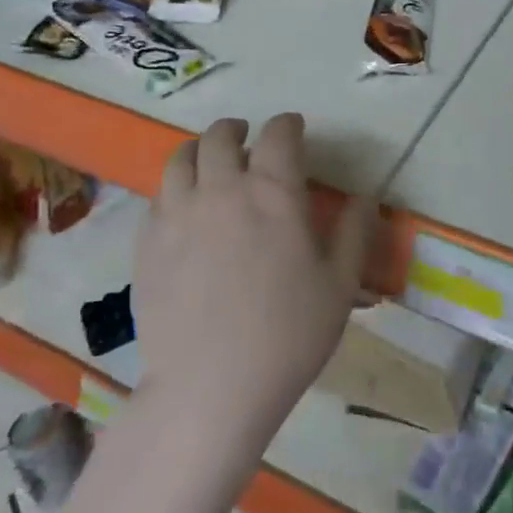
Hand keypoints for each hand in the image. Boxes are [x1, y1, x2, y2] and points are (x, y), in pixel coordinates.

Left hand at [134, 114, 370, 448]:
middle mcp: (222, 188)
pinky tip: (184, 208)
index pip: (279, 134)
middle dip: (238, 130)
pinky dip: (175, 188)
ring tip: (210, 163)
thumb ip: (354, 233)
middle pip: (221, 136)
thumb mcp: (339, 286)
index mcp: (273, 193)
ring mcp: (177, 213)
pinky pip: (158, 196)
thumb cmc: (287, 336)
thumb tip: (365, 197)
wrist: (210, 388)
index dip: (288, 124)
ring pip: (181, 158)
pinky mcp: (147, 242)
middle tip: (247, 140)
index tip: (294, 129)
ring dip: (200, 151)